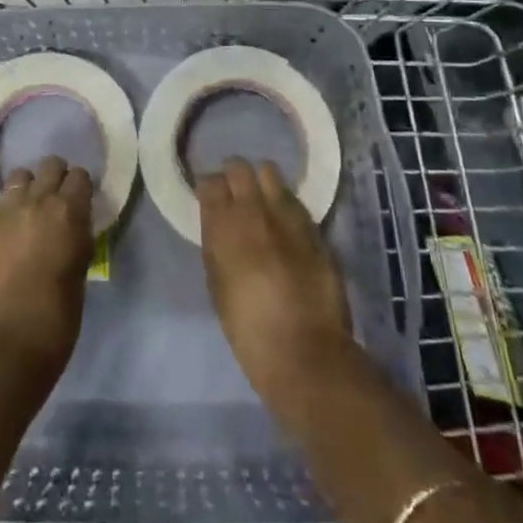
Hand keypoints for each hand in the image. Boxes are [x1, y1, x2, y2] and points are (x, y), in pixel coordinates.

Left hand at [0, 156, 93, 379]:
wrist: (8, 343)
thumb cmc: (57, 316)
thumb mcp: (81, 271)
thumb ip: (77, 239)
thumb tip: (75, 227)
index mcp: (68, 211)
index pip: (80, 176)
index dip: (82, 188)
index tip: (83, 203)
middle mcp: (36, 201)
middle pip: (50, 165)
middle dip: (57, 178)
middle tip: (59, 202)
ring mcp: (6, 212)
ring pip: (20, 176)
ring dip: (30, 187)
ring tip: (33, 210)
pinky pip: (1, 202)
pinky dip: (10, 207)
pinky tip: (13, 230)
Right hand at [198, 157, 353, 404]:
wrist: (306, 354)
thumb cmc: (248, 329)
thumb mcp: (217, 285)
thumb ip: (216, 245)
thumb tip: (218, 224)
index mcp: (223, 226)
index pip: (210, 182)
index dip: (208, 187)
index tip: (208, 197)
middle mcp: (255, 211)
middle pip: (239, 168)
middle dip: (233, 175)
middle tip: (233, 191)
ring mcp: (288, 217)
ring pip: (271, 174)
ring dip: (262, 182)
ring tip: (261, 198)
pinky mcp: (314, 229)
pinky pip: (294, 201)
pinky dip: (285, 203)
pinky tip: (284, 218)